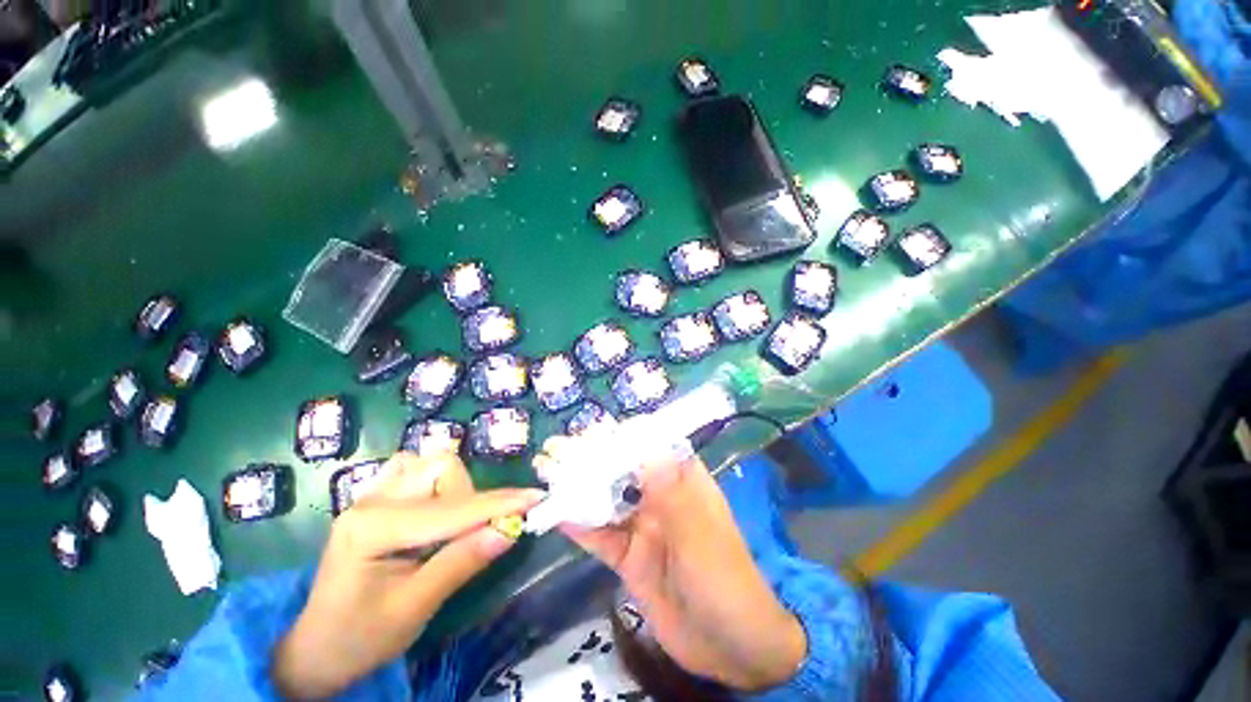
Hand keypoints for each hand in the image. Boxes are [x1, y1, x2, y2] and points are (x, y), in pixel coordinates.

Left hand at [273, 451, 543, 698]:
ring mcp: (370, 495)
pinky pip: (414, 469)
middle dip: (469, 496)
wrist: (316, 648)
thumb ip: (462, 563)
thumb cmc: (361, 638)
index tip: (535, 498)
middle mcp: (371, 500)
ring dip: (455, 488)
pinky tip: (435, 507)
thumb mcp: (415, 609)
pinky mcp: (375, 499)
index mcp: (373, 529)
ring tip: (450, 526)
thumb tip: (511, 529)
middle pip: (441, 469)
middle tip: (471, 533)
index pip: (451, 509)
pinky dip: (437, 482)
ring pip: (430, 463)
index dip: (497, 503)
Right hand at [534, 438, 805, 691]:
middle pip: (622, 470)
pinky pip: (600, 535)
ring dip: (579, 486)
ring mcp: (642, 526)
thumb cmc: (724, 580)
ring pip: (606, 499)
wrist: (728, 648)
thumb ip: (672, 494)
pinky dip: (578, 524)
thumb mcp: (699, 535)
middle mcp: (660, 496)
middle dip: (591, 458)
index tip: (590, 429)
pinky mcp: (628, 556)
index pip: (651, 446)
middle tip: (556, 446)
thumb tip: (647, 449)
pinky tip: (554, 512)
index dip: (622, 435)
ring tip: (547, 470)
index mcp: (682, 481)